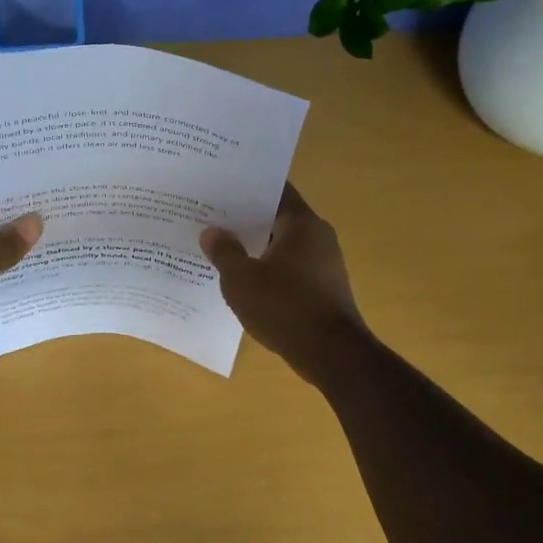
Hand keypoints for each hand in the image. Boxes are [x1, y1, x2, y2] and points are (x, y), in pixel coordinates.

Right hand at [201, 184, 370, 384]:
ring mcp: (325, 264)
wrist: (331, 353)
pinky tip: (246, 282)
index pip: (274, 190)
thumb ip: (224, 252)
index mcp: (301, 223)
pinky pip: (291, 270)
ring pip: (283, 246)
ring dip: (257, 248)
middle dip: (246, 220)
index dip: (247, 189)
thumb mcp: (241, 279)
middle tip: (212, 220)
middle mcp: (318, 236)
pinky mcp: (325, 289)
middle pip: (278, 218)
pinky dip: (269, 271)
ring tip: (222, 251)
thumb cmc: (284, 307)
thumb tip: (212, 232)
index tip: (220, 190)